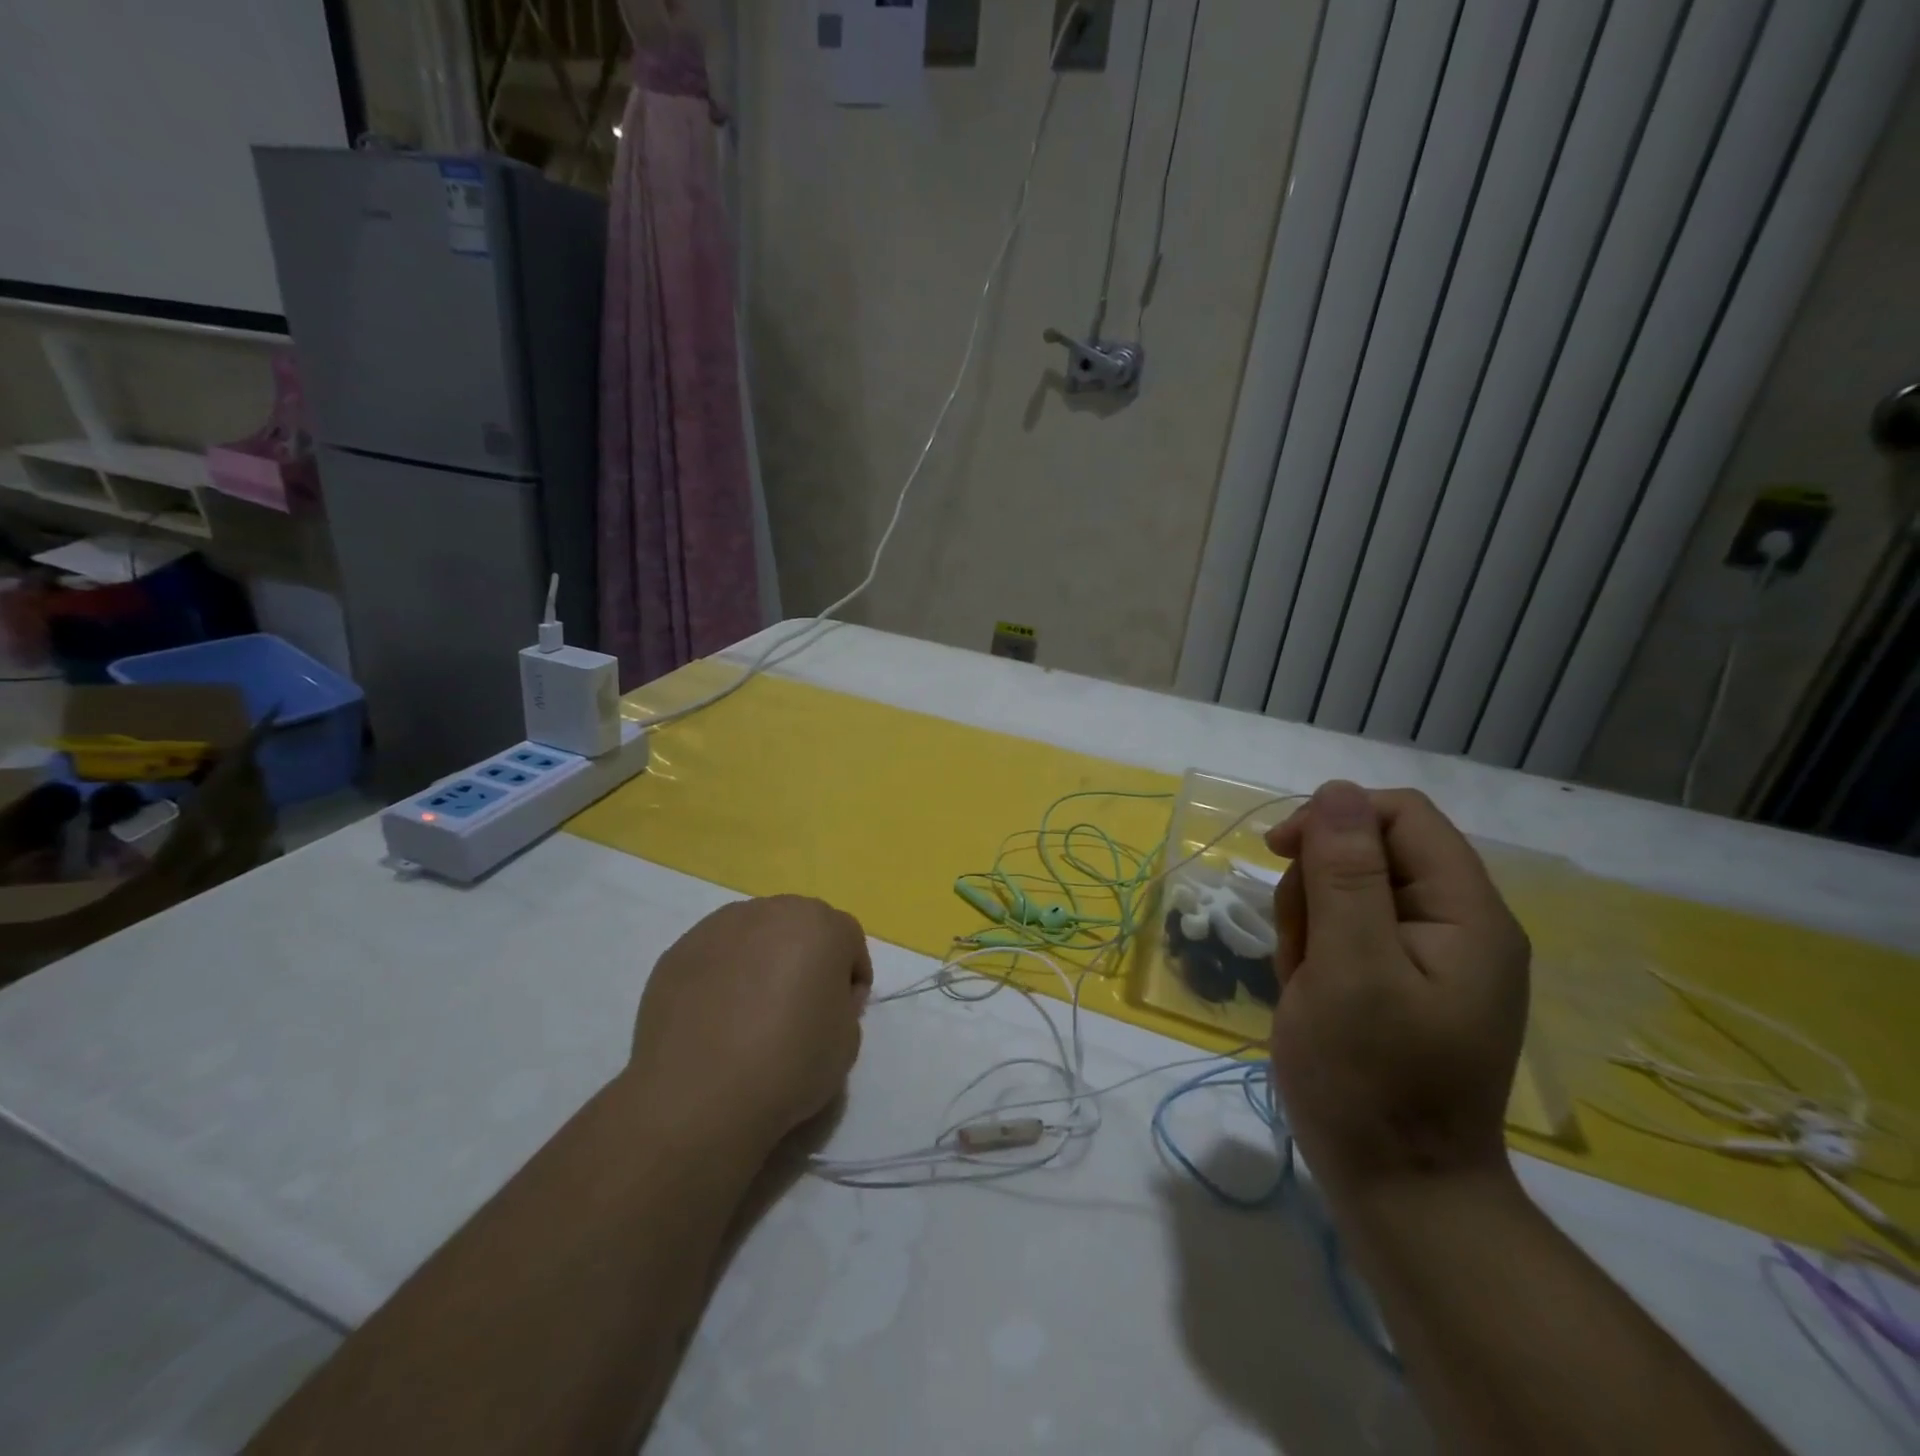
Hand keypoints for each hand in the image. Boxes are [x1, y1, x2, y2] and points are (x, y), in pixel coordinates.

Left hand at [627, 895, 872, 1155]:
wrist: (696, 1094)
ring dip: (761, 962)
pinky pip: (715, 956)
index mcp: (820, 925)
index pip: (848, 940)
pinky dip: (722, 977)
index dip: (849, 978)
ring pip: (754, 936)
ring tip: (750, 1013)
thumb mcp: (847, 1041)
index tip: (841, 1014)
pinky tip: (715, 1020)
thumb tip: (821, 996)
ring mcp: (719, 927)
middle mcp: (771, 911)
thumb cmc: (788, 1064)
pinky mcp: (679, 950)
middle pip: (799, 927)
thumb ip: (843, 1004)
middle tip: (798, 1008)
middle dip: (805, 958)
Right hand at [1265, 781, 1528, 1201]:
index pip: (1401, 816)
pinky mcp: (1400, 980)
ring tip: (1305, 982)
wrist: (1397, 1190)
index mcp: (1466, 913)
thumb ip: (1345, 875)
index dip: (1334, 818)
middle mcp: (1457, 924)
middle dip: (1317, 886)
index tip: (1278, 853)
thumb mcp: (1349, 968)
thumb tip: (1336, 791)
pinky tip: (1310, 994)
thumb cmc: (1369, 1080)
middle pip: (1370, 851)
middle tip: (1303, 949)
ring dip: (1309, 922)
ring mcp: (1429, 956)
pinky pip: (1345, 931)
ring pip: (1347, 890)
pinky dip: (1315, 952)